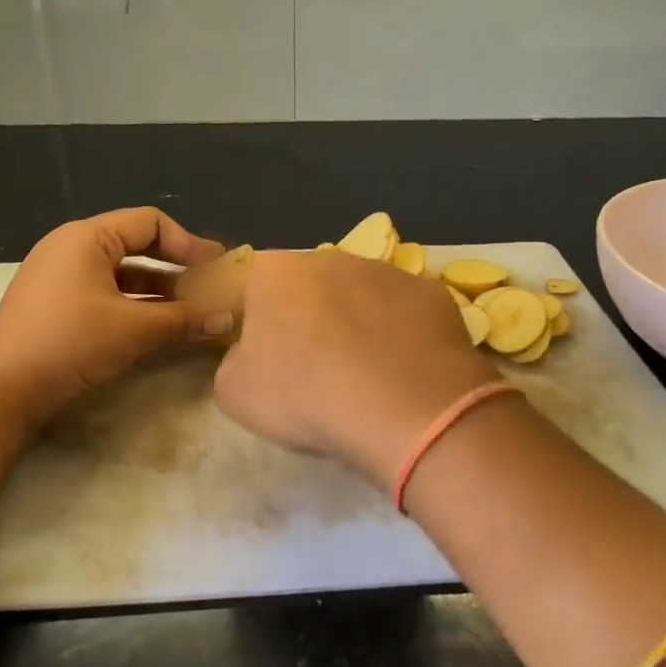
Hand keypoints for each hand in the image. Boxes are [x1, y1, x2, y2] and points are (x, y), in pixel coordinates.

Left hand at [0, 208, 228, 433]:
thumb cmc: (69, 344)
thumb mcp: (133, 330)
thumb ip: (184, 319)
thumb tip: (228, 318)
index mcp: (87, 238)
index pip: (150, 223)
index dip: (188, 243)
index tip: (217, 268)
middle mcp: (72, 248)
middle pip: (136, 246)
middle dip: (176, 268)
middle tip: (209, 289)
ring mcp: (60, 278)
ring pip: (122, 275)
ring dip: (159, 291)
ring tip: (192, 313)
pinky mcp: (56, 306)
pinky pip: (106, 294)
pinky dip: (135, 306)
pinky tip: (159, 328)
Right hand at [214, 250, 496, 489]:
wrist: (403, 408)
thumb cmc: (307, 396)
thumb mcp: (236, 393)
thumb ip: (233, 360)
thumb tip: (250, 352)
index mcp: (274, 272)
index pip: (252, 288)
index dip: (257, 323)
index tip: (266, 358)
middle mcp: (330, 258)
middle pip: (310, 286)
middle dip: (310, 318)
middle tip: (315, 367)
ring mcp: (387, 271)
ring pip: (361, 296)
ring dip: (358, 323)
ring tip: (366, 374)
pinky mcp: (433, 292)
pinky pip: (405, 313)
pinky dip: (401, 335)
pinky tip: (404, 371)